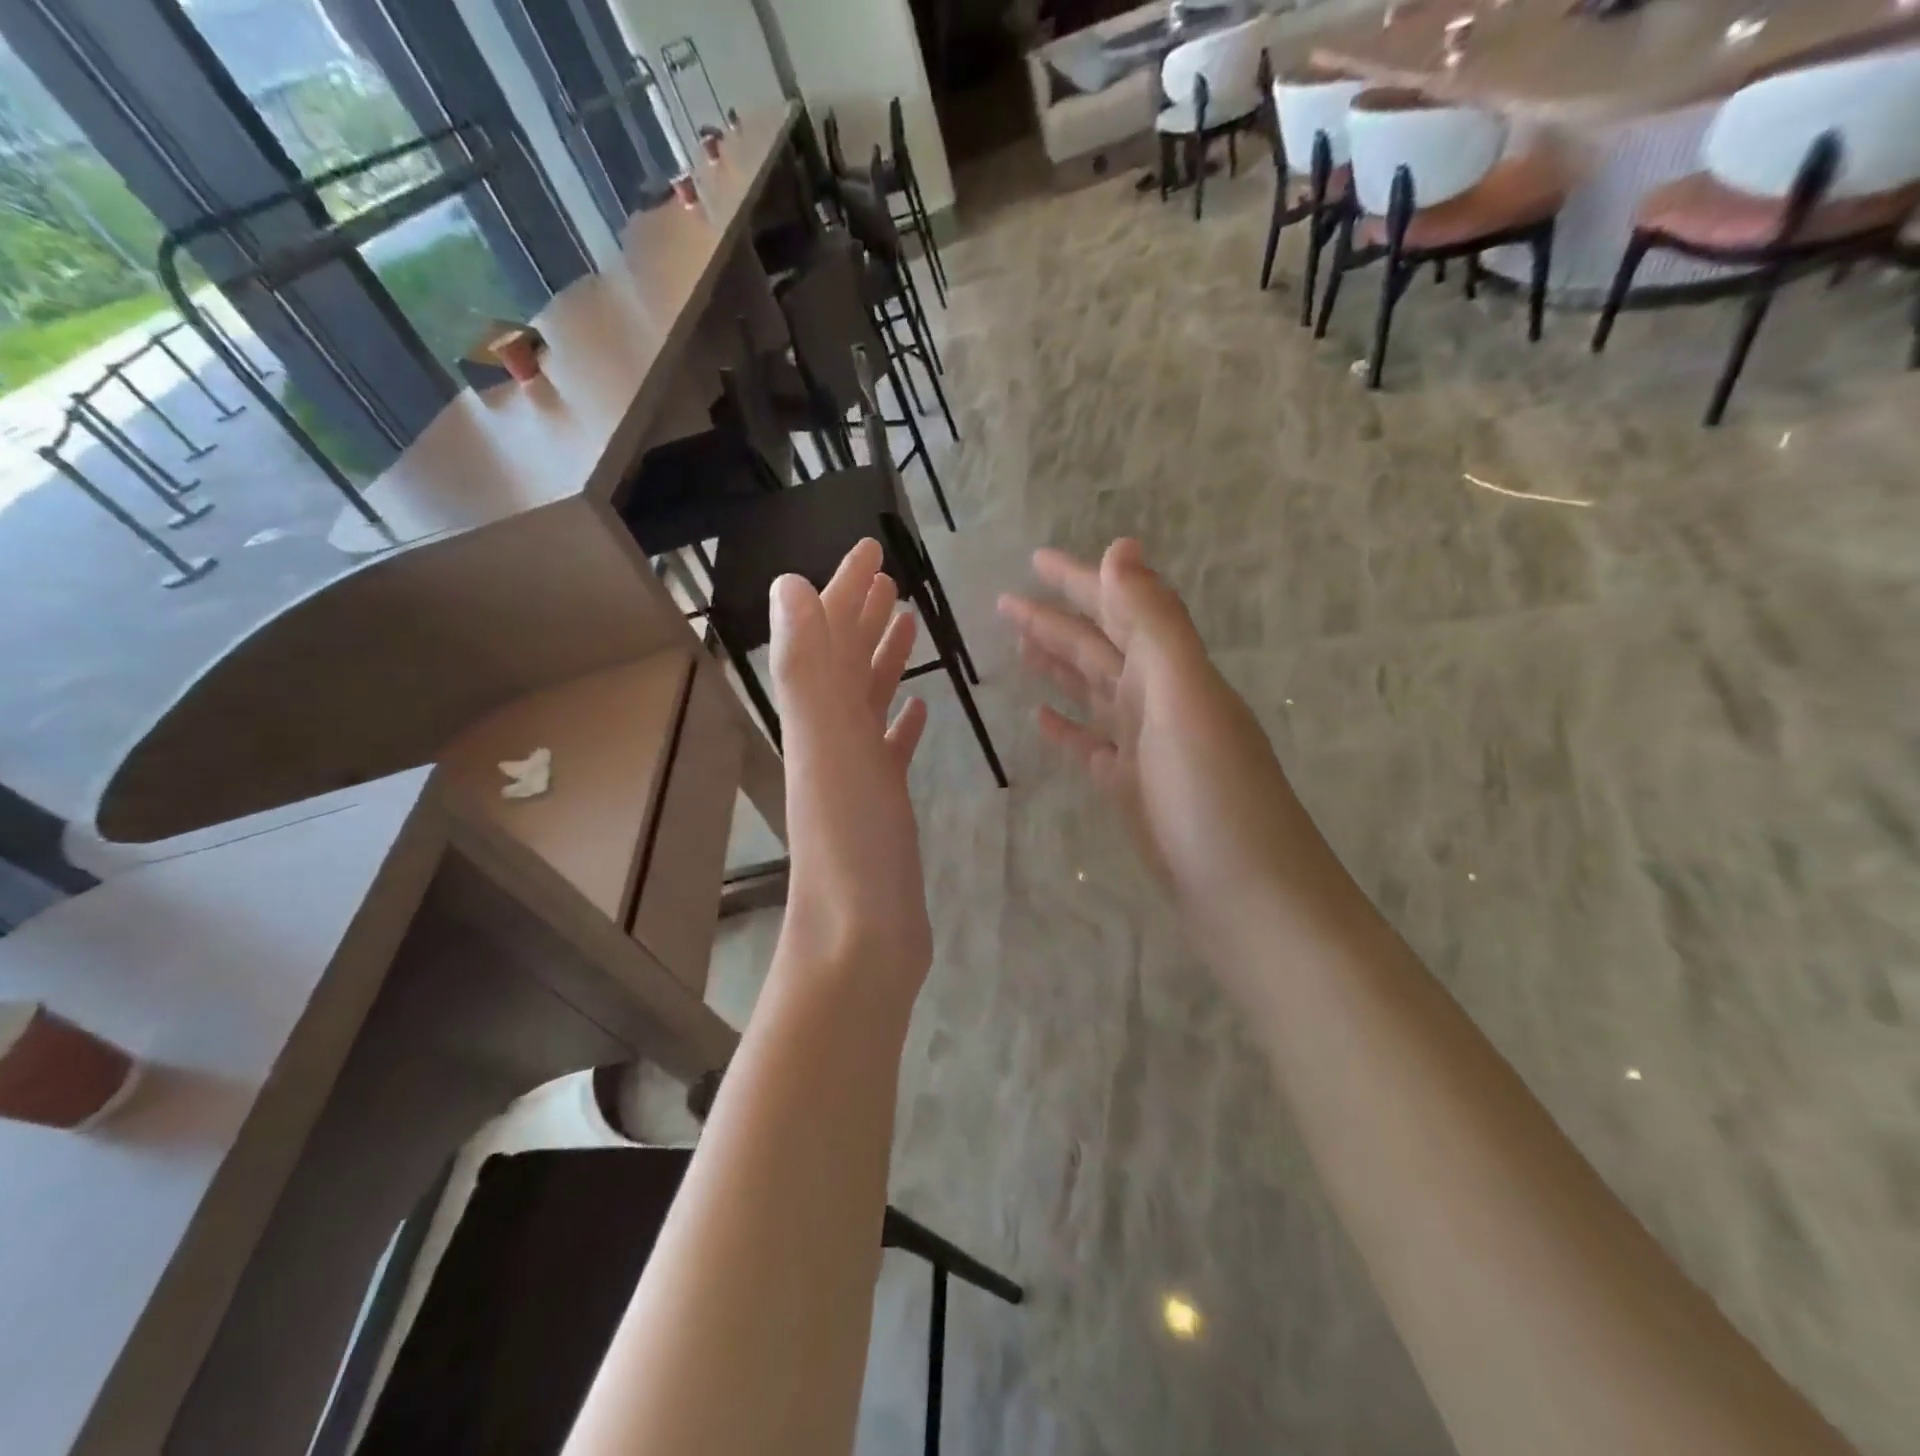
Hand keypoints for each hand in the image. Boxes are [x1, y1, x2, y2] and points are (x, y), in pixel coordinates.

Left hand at [769, 539, 932, 998]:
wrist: (861, 935)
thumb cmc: (851, 839)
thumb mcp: (826, 743)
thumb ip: (805, 666)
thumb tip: (788, 585)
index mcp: (815, 715)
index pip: (827, 634)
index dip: (844, 589)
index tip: (872, 549)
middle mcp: (829, 736)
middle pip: (844, 660)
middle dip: (863, 613)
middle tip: (892, 577)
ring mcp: (856, 771)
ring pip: (867, 700)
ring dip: (882, 659)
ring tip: (907, 625)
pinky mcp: (882, 804)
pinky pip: (888, 748)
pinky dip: (899, 720)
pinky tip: (916, 709)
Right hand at [998, 541, 1340, 979]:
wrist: (1250, 899)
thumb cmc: (1215, 798)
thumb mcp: (1185, 699)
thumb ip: (1154, 624)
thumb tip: (1122, 547)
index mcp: (1173, 672)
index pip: (1118, 610)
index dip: (1077, 582)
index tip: (1033, 560)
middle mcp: (1161, 701)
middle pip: (1099, 649)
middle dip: (1055, 622)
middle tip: (1004, 604)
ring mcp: (1147, 748)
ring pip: (1094, 693)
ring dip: (1058, 667)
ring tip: (1017, 649)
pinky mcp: (1135, 790)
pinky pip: (1093, 745)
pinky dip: (1068, 727)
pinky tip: (1040, 720)